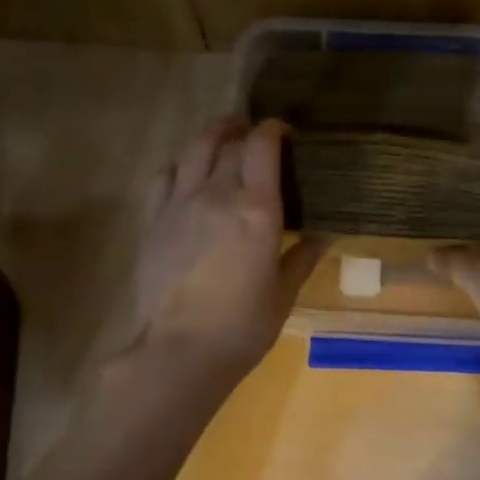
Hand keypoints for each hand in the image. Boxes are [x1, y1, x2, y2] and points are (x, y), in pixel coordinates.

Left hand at [129, 118, 322, 385]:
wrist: (180, 350)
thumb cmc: (242, 327)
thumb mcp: (283, 294)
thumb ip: (302, 258)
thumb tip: (324, 236)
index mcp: (256, 209)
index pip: (262, 147)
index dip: (273, 129)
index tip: (284, 129)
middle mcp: (217, 194)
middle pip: (230, 143)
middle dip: (246, 131)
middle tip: (257, 136)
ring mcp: (180, 204)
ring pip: (194, 149)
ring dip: (212, 136)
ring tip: (224, 137)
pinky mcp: (154, 220)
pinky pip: (164, 175)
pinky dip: (180, 164)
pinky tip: (186, 171)